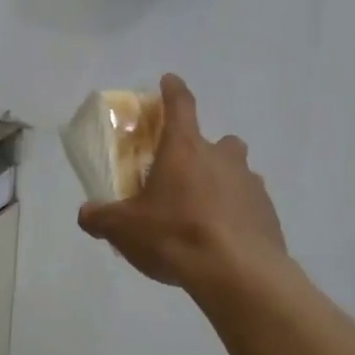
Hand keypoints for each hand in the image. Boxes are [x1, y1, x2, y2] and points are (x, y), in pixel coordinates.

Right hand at [77, 73, 286, 292]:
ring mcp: (251, 184)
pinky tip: (224, 239)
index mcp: (185, 149)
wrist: (239, 274)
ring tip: (204, 213)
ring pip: (237, 173)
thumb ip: (101, 217)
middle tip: (185, 175)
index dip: (173, 90)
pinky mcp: (268, 213)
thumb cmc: (176, 235)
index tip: (169, 80)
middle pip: (218, 142)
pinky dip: (238, 214)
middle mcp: (222, 157)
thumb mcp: (124, 229)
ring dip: (222, 184)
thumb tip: (86, 214)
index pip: (180, 105)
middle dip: (204, 151)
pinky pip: (250, 205)